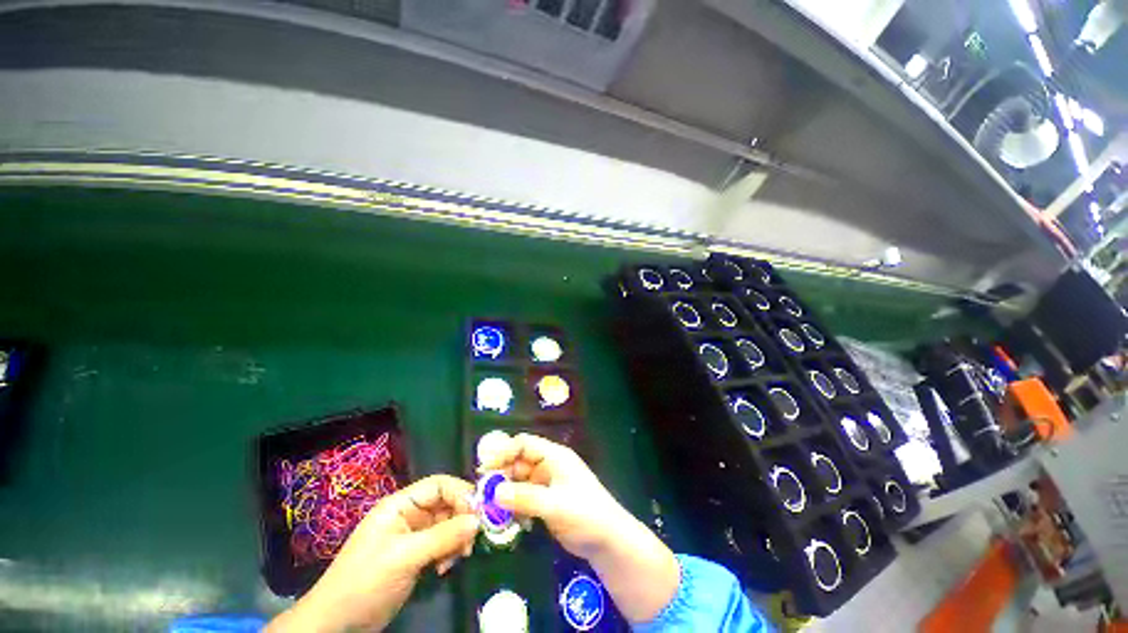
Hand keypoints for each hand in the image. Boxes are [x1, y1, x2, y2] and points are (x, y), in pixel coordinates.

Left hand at [267, 475, 477, 632]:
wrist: (337, 624)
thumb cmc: (365, 582)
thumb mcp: (404, 558)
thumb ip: (443, 536)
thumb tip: (478, 520)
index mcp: (400, 505)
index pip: (439, 485)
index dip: (460, 493)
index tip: (478, 512)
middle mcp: (408, 515)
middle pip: (446, 504)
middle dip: (461, 520)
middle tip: (472, 541)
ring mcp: (412, 535)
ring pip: (447, 524)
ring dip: (456, 539)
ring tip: (457, 558)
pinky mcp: (415, 554)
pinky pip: (442, 544)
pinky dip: (449, 553)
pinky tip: (444, 568)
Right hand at [477, 432, 678, 622]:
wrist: (606, 540)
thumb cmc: (585, 514)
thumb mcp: (556, 505)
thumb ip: (526, 497)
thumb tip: (495, 492)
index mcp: (554, 456)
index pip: (524, 444)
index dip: (504, 451)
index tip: (485, 466)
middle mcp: (548, 466)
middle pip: (518, 462)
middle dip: (500, 474)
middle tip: (482, 491)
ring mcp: (546, 484)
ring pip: (518, 481)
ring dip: (504, 492)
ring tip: (489, 507)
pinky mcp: (544, 501)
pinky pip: (522, 498)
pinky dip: (512, 505)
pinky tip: (506, 519)